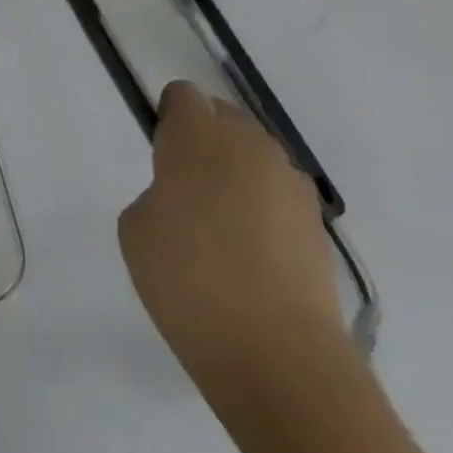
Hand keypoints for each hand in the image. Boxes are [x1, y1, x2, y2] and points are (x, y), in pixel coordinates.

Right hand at [118, 81, 345, 401]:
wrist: (276, 355)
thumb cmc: (187, 280)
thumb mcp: (136, 226)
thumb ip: (157, 190)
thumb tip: (185, 195)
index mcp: (199, 140)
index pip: (184, 97)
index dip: (167, 117)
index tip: (157, 150)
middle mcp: (251, 149)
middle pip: (224, 117)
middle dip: (202, 138)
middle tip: (180, 183)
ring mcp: (291, 186)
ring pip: (254, 154)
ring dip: (232, 170)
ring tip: (213, 221)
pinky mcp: (316, 223)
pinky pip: (275, 192)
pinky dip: (257, 205)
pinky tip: (244, 249)